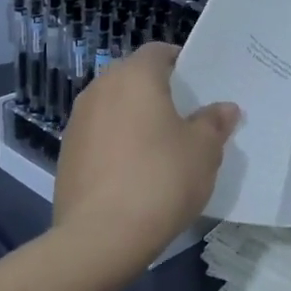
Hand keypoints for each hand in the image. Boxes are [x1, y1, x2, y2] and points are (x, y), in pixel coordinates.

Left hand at [54, 43, 239, 262]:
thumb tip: (224, 109)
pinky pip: (102, 137)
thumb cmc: (161, 178)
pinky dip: (120, 144)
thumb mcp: (204, 150)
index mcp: (134, 76)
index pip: (159, 52)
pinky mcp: (67, 156)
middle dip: (161, 93)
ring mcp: (77, 123)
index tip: (203, 87)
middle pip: (135, 78)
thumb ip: (214, 122)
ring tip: (165, 147)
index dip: (183, 64)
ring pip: (116, 108)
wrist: (100, 238)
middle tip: (189, 117)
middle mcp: (100, 90)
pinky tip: (138, 173)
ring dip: (138, 119)